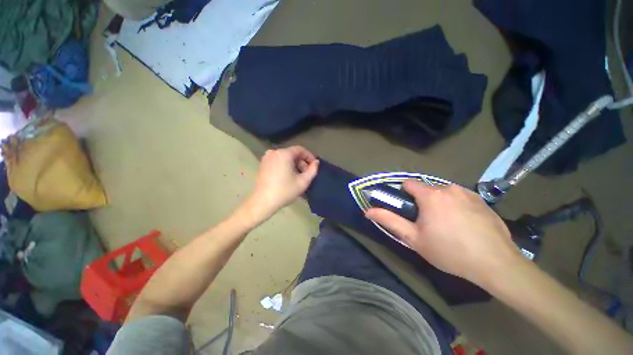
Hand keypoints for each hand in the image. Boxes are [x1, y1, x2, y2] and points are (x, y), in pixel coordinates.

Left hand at [245, 146, 318, 222]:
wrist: (263, 201)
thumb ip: (313, 170)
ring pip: (285, 157)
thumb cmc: (285, 191)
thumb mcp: (303, 182)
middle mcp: (274, 152)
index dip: (309, 156)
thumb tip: (316, 162)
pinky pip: (278, 160)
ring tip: (298, 176)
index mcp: (284, 154)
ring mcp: (267, 157)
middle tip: (306, 173)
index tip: (314, 165)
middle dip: (301, 162)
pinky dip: (285, 165)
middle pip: (292, 153)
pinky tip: (288, 176)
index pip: (300, 149)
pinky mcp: (262, 164)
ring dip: (294, 164)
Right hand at [365, 180, 522, 285]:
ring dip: (440, 203)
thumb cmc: (449, 251)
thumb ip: (389, 221)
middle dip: (423, 202)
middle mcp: (448, 188)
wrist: (496, 264)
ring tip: (447, 225)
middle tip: (428, 223)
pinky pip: (460, 197)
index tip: (408, 210)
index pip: (408, 183)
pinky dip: (456, 205)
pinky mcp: (482, 200)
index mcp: (430, 195)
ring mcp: (468, 193)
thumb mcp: (414, 238)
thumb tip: (368, 211)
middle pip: (427, 189)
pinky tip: (464, 224)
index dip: (404, 194)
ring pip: (444, 193)